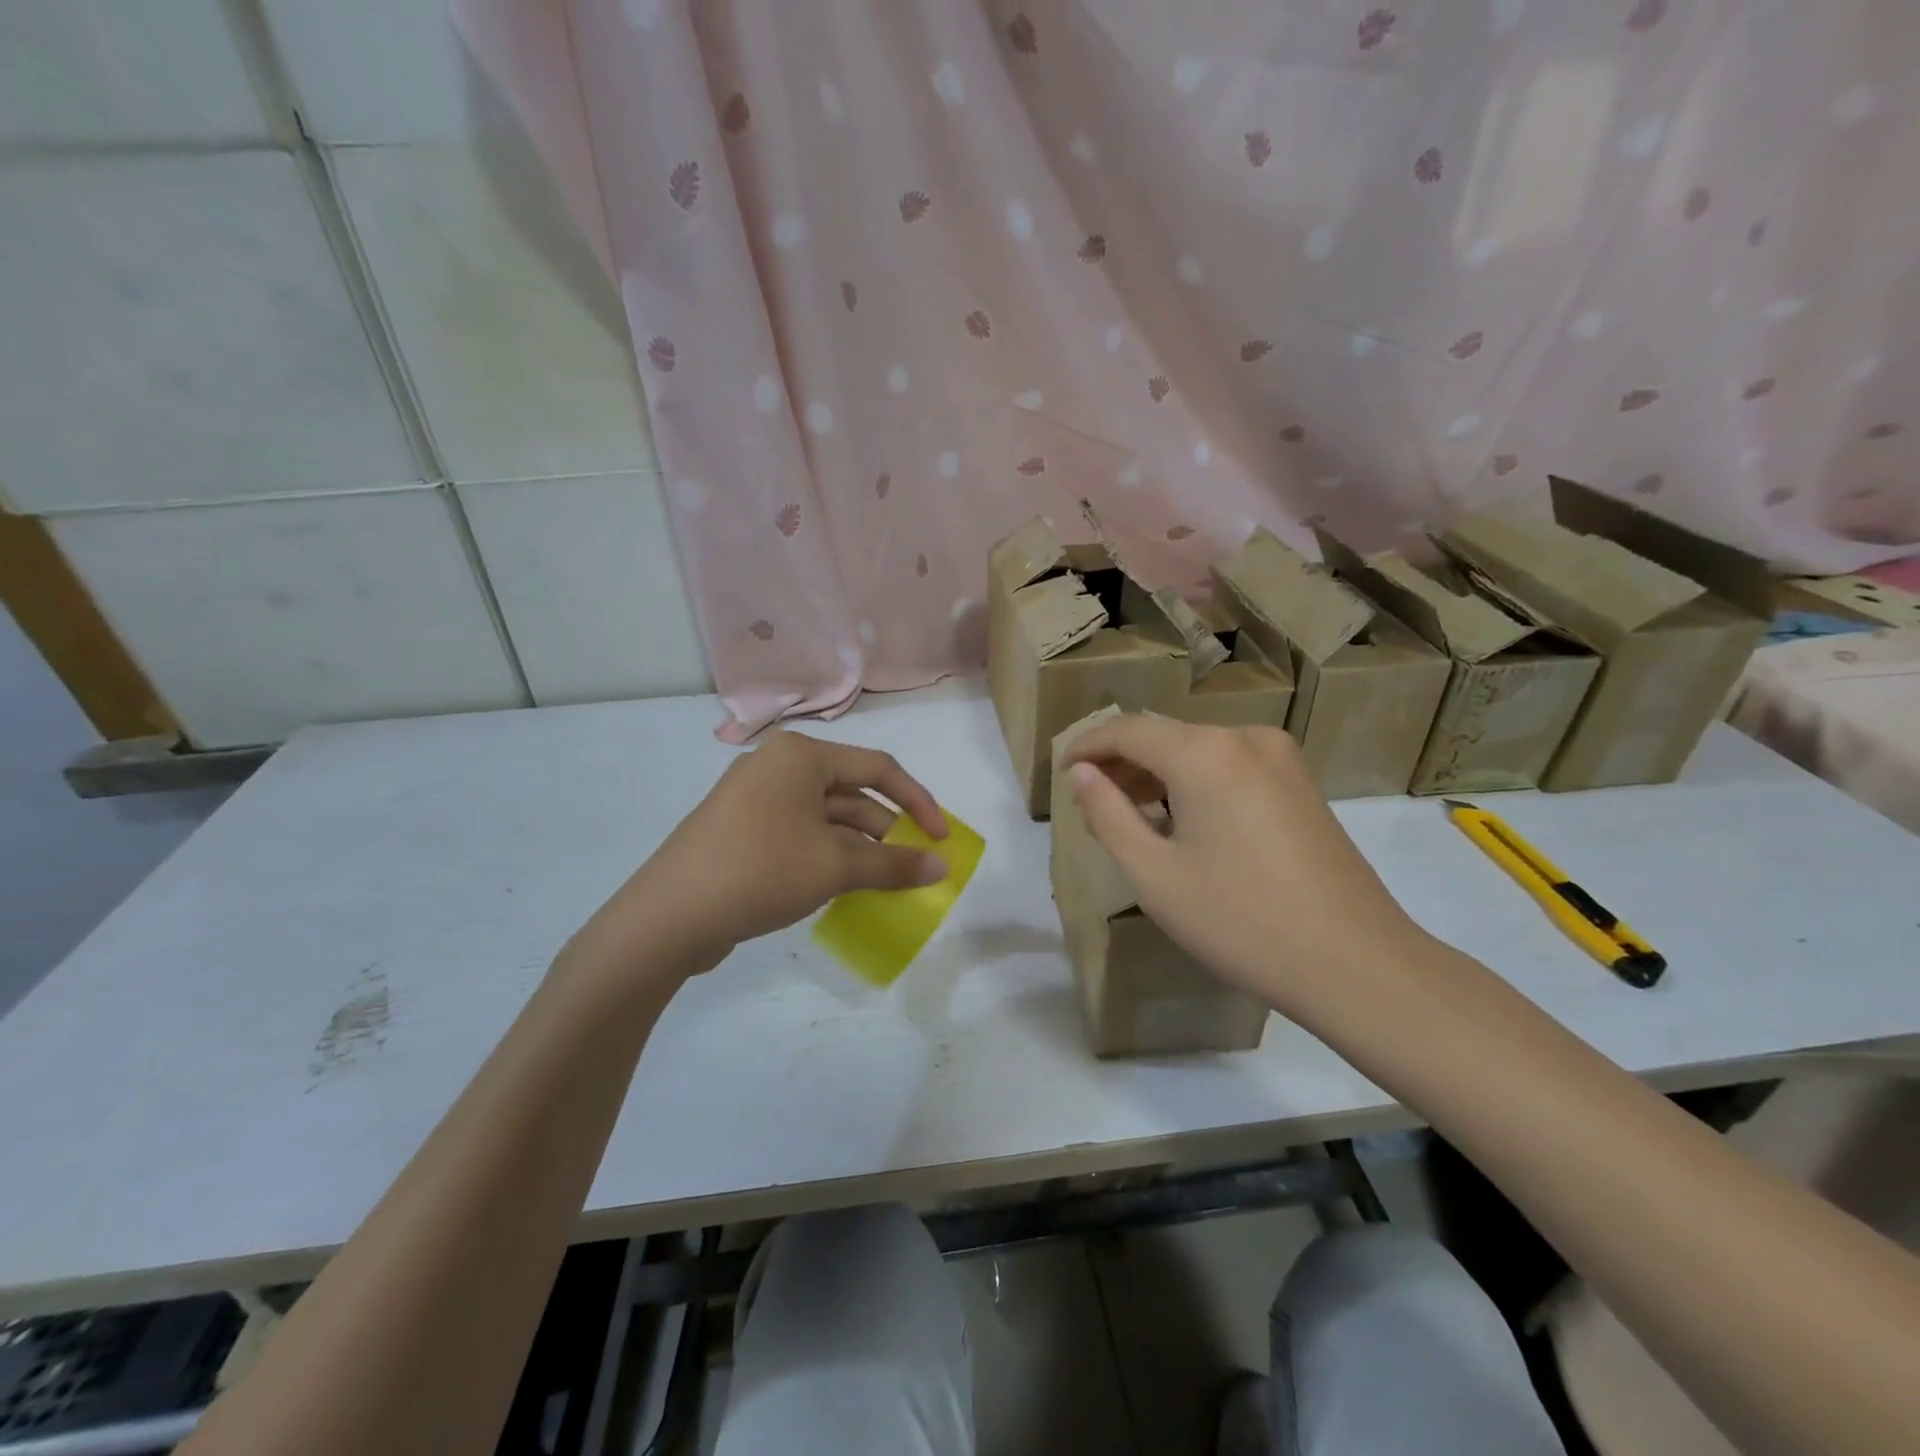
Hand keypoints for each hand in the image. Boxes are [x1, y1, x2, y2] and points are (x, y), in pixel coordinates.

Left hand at [568, 731, 948, 981]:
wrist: (667, 917)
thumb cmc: (760, 871)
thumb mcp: (835, 867)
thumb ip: (894, 864)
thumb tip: (942, 867)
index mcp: (800, 755)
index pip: (878, 768)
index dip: (917, 802)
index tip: (942, 838)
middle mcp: (777, 766)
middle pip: (851, 792)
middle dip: (887, 830)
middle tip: (914, 866)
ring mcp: (755, 798)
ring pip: (826, 817)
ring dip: (859, 847)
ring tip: (884, 883)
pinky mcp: (741, 830)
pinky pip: (801, 833)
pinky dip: (829, 855)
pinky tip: (844, 886)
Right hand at [1059, 714, 1427, 1018]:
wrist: (1357, 964)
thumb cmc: (1241, 921)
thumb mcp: (1155, 874)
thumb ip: (1107, 815)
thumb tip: (1081, 773)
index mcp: (1205, 753)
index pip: (1127, 730)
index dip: (1087, 747)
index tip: (1059, 773)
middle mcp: (1245, 738)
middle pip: (1165, 736)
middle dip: (1121, 763)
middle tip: (1089, 800)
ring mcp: (1281, 759)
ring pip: (1198, 751)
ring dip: (1157, 774)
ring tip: (1128, 815)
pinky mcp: (1301, 783)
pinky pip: (1230, 767)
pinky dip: (1194, 784)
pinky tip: (1181, 822)